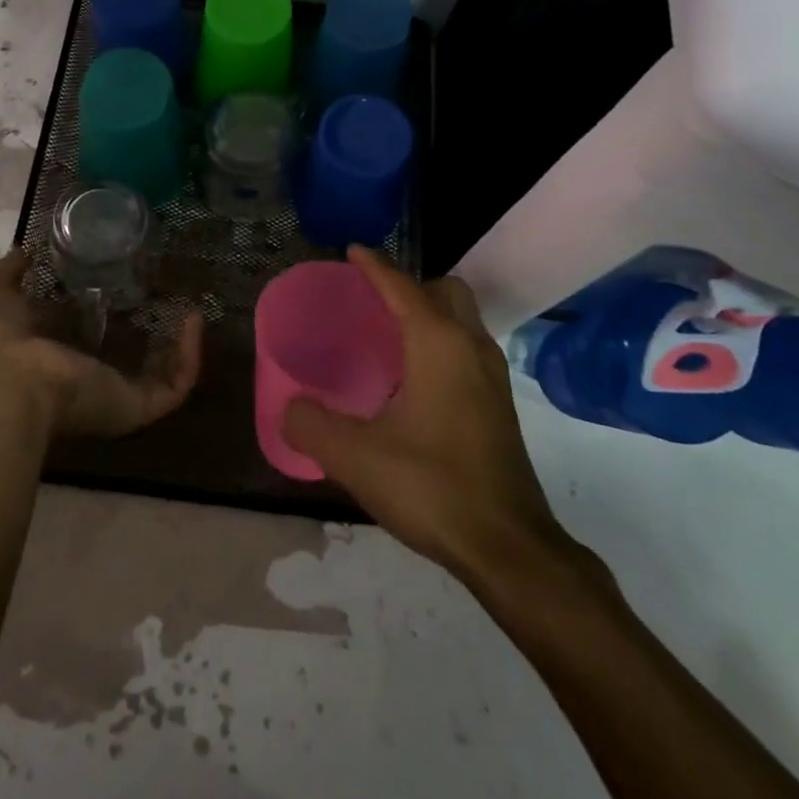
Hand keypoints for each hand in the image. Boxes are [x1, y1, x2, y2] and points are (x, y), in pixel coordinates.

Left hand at [0, 250, 202, 440]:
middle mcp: (86, 380)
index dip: (105, 314)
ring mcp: (113, 396)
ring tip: (194, 312)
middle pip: (127, 361)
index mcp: (53, 357)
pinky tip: (194, 321)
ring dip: (180, 348)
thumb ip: (10, 272)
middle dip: (150, 335)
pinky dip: (189, 357)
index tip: (126, 284)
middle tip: (170, 297)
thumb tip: (25, 250)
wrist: (5, 383)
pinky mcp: (135, 406)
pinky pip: (173, 386)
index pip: (85, 339)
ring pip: (158, 377)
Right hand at [282, 247, 591, 589]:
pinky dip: (443, 343)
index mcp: (438, 344)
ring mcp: (493, 376)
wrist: (508, 548)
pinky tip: (415, 382)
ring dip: (430, 314)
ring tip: (390, 338)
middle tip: (375, 304)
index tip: (352, 251)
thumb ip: (312, 426)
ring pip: (463, 320)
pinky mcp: (500, 405)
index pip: (402, 287)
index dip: (374, 266)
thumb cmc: (432, 487)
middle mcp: (471, 347)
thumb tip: (290, 409)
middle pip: (446, 291)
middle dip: (412, 286)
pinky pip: (468, 348)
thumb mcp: (356, 458)